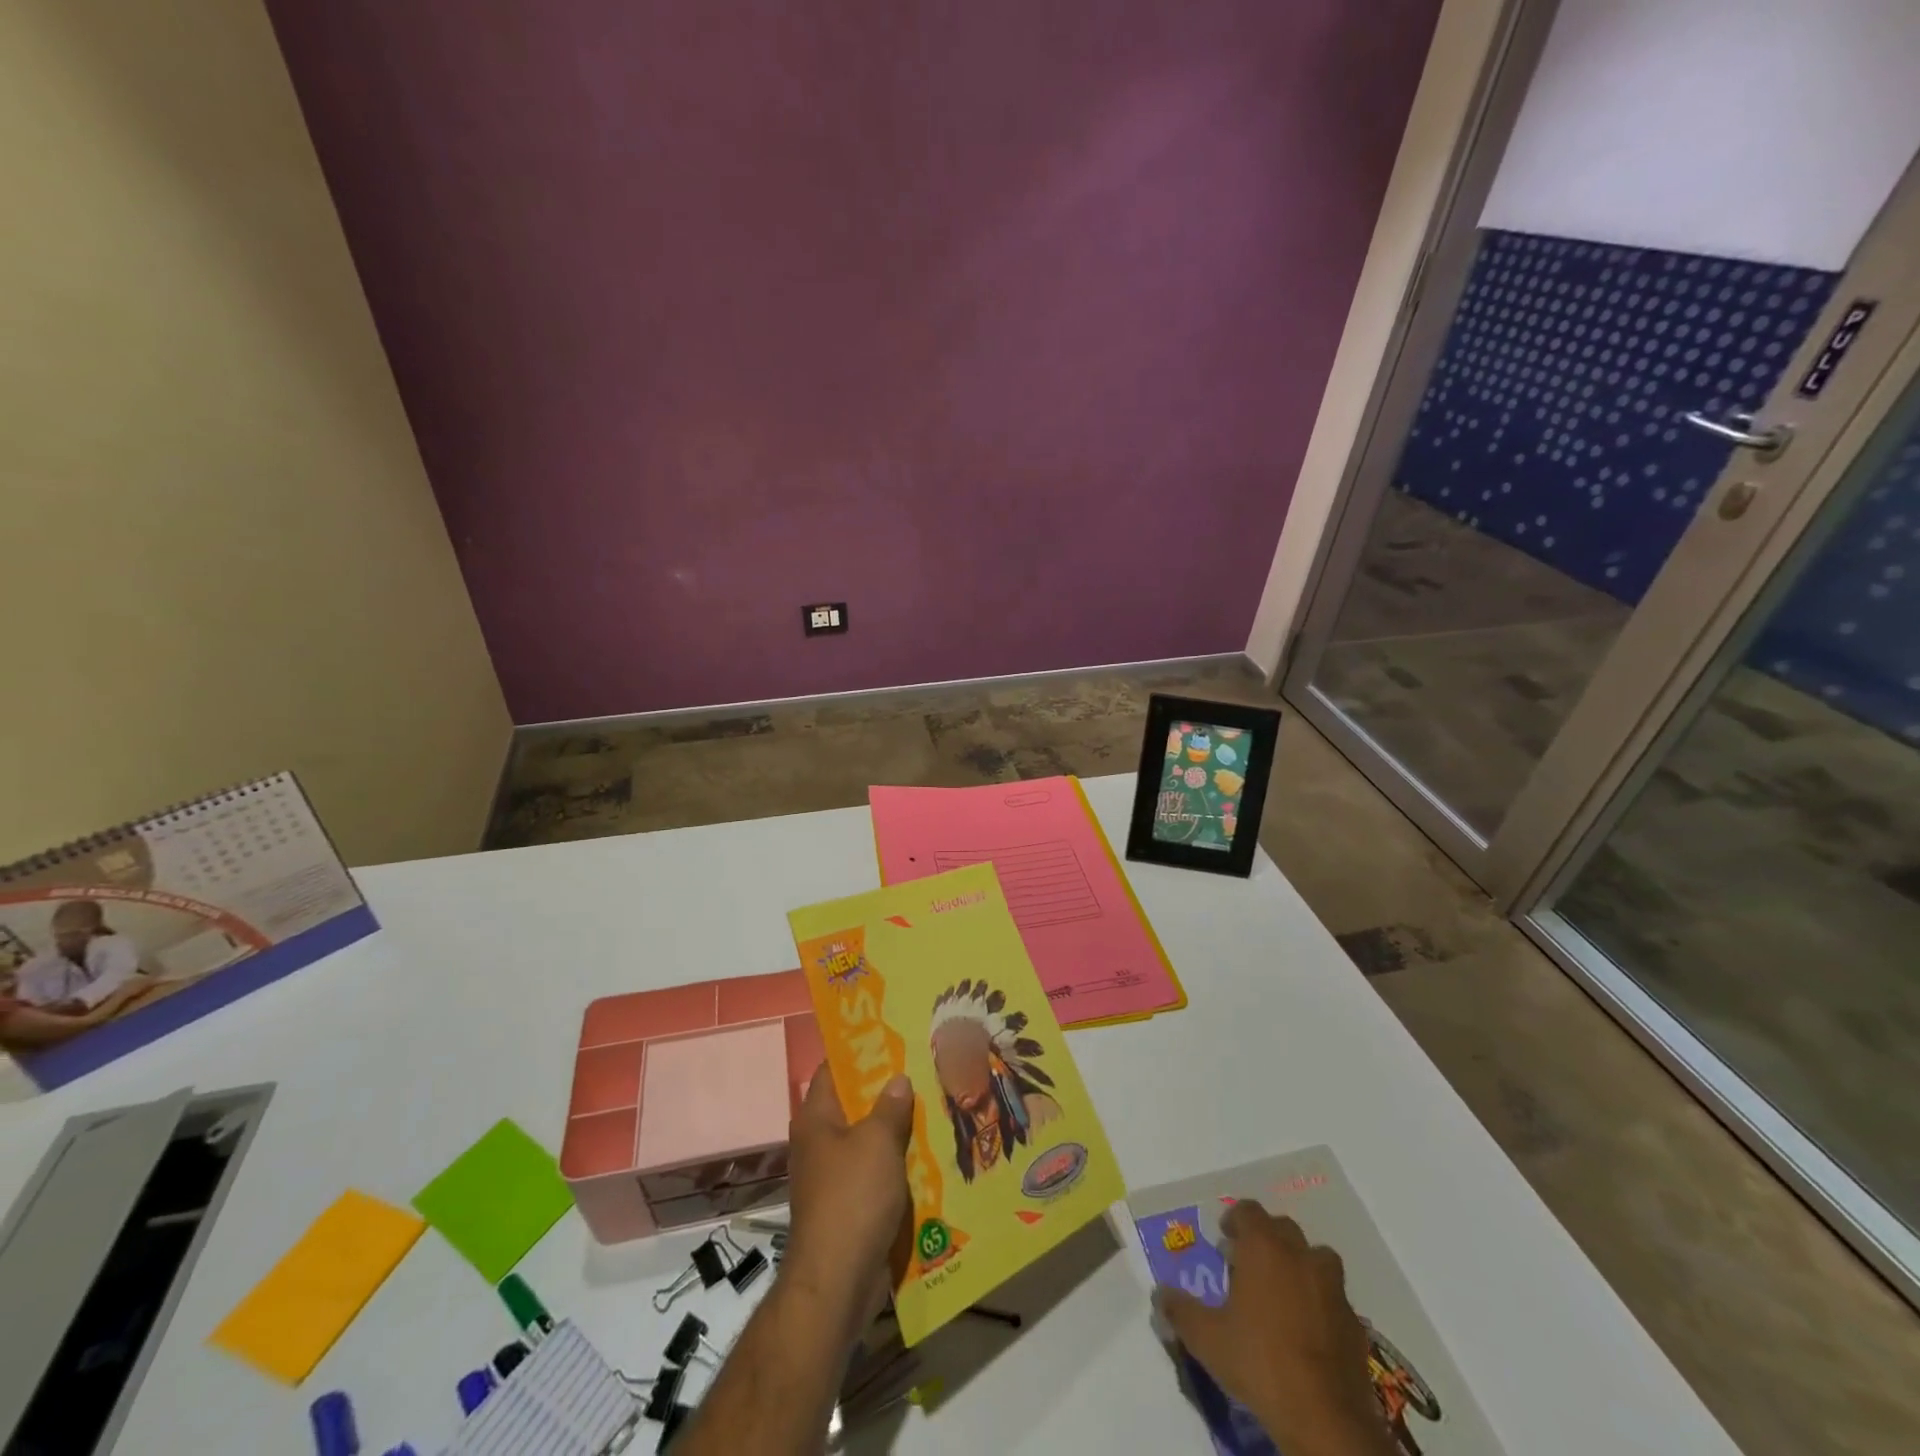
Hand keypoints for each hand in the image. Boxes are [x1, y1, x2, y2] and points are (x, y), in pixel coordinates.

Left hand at [782, 1064, 913, 1339]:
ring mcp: (833, 1175)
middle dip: (887, 1089)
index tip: (891, 1034)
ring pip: (868, 1139)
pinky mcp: (849, 1205)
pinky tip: (929, 1153)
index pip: (833, 1069)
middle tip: (923, 1067)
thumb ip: (890, 1106)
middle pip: (854, 1103)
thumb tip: (898, 1079)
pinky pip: (876, 1171)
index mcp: (816, 1118)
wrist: (837, 1282)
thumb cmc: (853, 1198)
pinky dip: (897, 1161)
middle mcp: (820, 1142)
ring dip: (897, 1127)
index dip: (859, 1050)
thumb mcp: (877, 1142)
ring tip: (934, 1104)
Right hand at [1154, 1201, 1396, 1455]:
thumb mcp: (1206, 1338)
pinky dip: (1321, 1301)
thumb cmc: (1258, 1361)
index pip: (1249, 1210)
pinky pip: (1334, 1297)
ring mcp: (1332, 1288)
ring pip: (1317, 1257)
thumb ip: (1180, 1309)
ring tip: (1284, 1291)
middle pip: (1283, 1228)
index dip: (1235, 1220)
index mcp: (1264, 1247)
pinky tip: (1308, 1329)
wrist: (1323, 1417)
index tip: (1225, 1240)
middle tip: (1249, 1265)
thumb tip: (1159, 1293)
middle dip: (1266, 1239)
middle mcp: (1300, 1255)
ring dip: (1300, 1264)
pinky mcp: (1355, 1323)